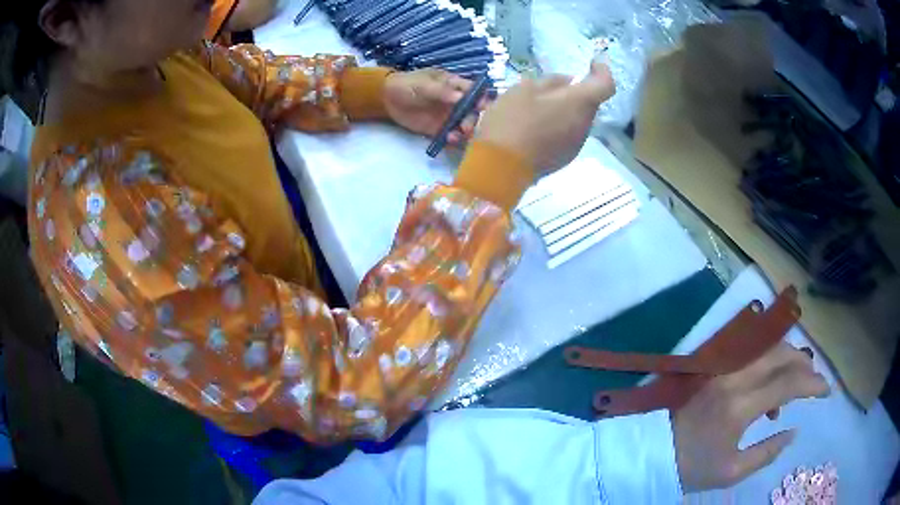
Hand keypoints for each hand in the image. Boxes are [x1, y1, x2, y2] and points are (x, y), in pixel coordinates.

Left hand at [383, 69, 480, 144]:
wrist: (388, 98)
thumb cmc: (408, 84)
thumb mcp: (424, 84)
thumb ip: (441, 91)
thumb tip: (460, 97)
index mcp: (455, 86)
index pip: (474, 91)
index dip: (481, 98)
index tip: (481, 106)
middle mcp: (457, 102)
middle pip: (472, 111)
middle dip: (472, 119)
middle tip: (465, 127)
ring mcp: (449, 116)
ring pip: (464, 125)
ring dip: (464, 132)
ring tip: (455, 136)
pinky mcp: (440, 129)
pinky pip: (450, 135)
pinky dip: (452, 140)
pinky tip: (448, 140)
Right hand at [475, 62, 615, 174]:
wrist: (501, 167)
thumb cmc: (512, 120)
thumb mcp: (523, 89)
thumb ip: (550, 82)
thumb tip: (566, 81)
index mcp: (578, 102)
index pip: (605, 85)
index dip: (602, 72)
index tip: (592, 64)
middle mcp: (584, 124)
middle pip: (589, 103)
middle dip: (576, 93)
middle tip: (550, 88)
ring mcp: (576, 144)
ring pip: (578, 119)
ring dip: (566, 110)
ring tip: (539, 109)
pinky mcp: (565, 158)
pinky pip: (568, 135)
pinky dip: (558, 126)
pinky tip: (536, 128)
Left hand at [673, 343, 830, 491]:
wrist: (652, 452)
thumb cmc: (692, 467)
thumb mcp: (731, 472)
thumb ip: (767, 452)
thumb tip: (793, 432)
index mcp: (740, 406)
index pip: (788, 383)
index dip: (812, 383)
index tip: (827, 390)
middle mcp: (733, 378)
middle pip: (779, 355)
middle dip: (803, 363)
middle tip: (813, 381)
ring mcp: (722, 369)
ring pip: (765, 350)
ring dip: (787, 360)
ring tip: (794, 386)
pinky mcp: (714, 368)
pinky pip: (750, 355)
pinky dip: (768, 364)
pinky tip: (769, 391)